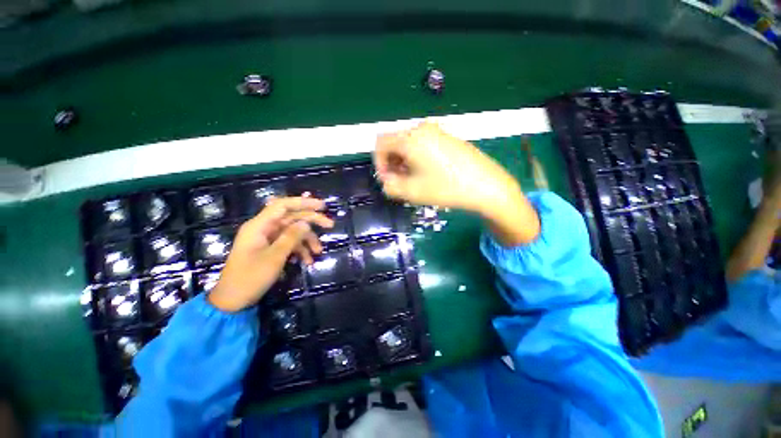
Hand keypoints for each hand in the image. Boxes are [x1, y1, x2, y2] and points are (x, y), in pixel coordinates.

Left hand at [208, 197, 332, 311]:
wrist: (233, 301)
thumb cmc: (250, 278)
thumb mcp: (274, 257)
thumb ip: (291, 237)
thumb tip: (306, 223)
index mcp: (259, 226)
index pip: (283, 205)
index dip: (303, 202)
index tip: (322, 206)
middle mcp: (263, 228)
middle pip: (291, 217)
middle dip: (311, 221)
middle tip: (330, 225)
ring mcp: (267, 238)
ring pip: (293, 231)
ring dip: (307, 240)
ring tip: (318, 252)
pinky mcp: (270, 248)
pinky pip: (289, 243)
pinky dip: (300, 250)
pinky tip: (308, 261)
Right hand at [374, 122, 539, 244]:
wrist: (486, 186)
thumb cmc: (446, 188)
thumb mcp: (412, 192)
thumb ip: (389, 186)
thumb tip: (386, 179)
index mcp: (410, 138)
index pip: (380, 143)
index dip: (379, 163)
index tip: (388, 180)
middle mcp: (422, 128)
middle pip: (395, 143)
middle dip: (392, 163)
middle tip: (401, 183)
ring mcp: (437, 131)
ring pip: (409, 144)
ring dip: (405, 162)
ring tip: (415, 180)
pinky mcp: (447, 138)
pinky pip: (423, 144)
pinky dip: (417, 158)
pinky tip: (428, 173)